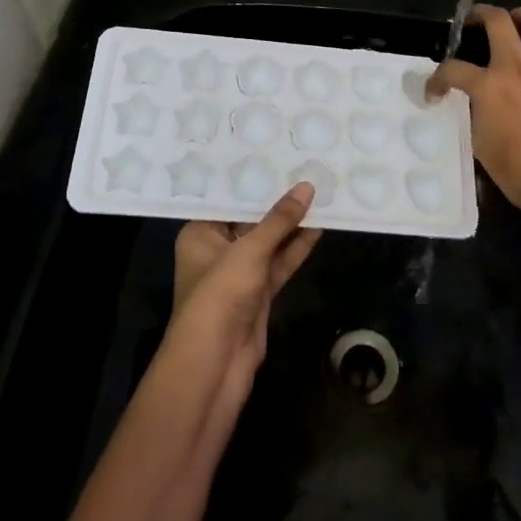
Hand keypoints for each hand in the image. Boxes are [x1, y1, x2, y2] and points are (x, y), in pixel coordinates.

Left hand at [162, 183, 321, 409]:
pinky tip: (318, 228)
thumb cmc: (220, 295)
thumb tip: (307, 187)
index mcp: (200, 233)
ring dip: (291, 225)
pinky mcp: (258, 294)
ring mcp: (239, 274)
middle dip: (276, 201)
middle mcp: (217, 250)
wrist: (215, 364)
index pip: (226, 199)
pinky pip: (279, 263)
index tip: (277, 156)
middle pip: (250, 219)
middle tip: (303, 169)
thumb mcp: (249, 250)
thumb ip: (279, 220)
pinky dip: (296, 248)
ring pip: (269, 242)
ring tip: (320, 194)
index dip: (252, 180)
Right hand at [427, 6, 520, 246]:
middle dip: (481, 14)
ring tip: (517, 22)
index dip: (437, 79)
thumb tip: (478, 106)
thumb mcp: (483, 148)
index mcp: (488, 87)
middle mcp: (518, 68)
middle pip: (498, 21)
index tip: (435, 91)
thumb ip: (477, 117)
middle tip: (474, 21)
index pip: (452, 70)